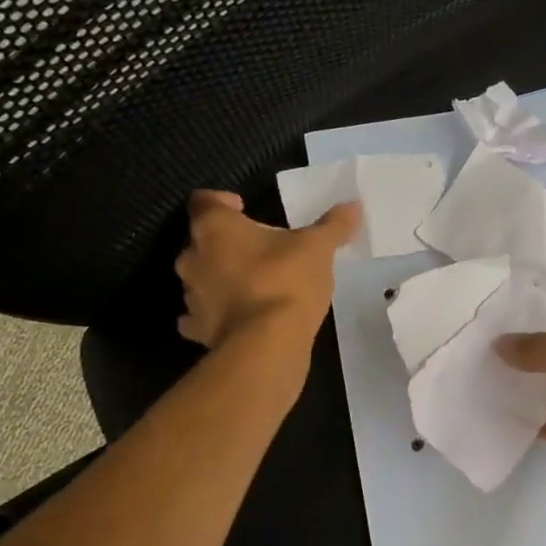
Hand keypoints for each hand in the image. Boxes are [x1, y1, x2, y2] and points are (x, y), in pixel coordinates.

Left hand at [175, 190, 360, 349]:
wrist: (266, 344)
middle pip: (201, 240)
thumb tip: (354, 204)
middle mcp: (192, 257)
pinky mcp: (197, 329)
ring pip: (200, 278)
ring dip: (220, 277)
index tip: (243, 208)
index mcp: (215, 228)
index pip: (203, 200)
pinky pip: (201, 315)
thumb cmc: (286, 281)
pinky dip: (216, 313)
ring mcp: (191, 296)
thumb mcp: (318, 248)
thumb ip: (333, 225)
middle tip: (257, 249)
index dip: (221, 201)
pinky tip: (238, 317)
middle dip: (225, 243)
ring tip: (253, 284)